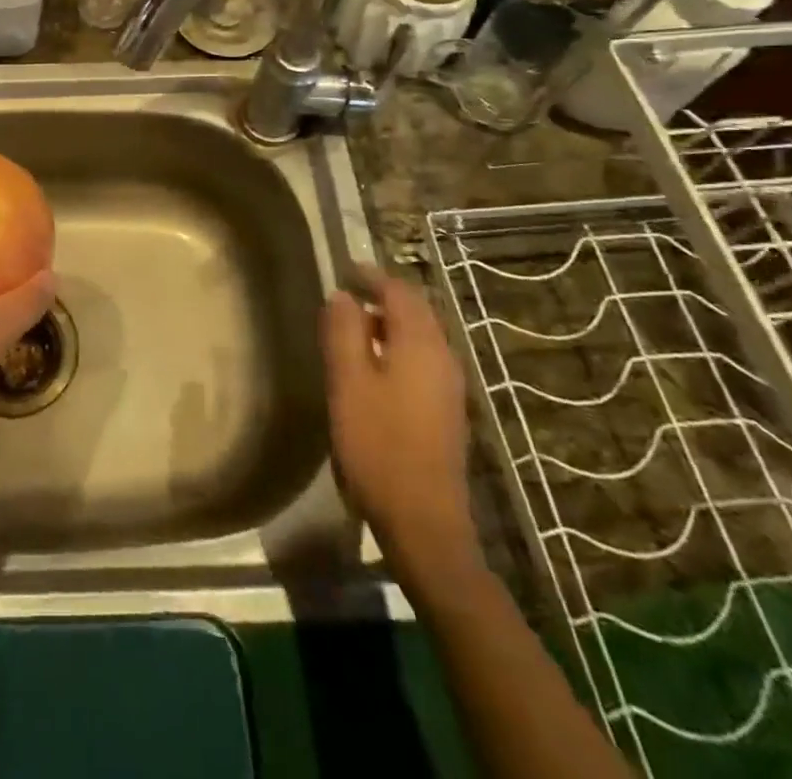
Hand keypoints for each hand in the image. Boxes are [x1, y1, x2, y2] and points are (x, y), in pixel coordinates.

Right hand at [321, 266, 479, 581]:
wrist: (423, 521)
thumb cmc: (378, 444)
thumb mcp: (348, 382)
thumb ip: (344, 332)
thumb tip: (342, 296)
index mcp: (422, 346)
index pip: (401, 293)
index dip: (372, 276)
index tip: (344, 269)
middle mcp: (444, 358)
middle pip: (417, 311)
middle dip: (383, 297)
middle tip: (346, 294)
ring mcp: (449, 387)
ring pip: (420, 337)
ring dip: (389, 324)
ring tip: (352, 328)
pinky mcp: (445, 411)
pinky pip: (422, 360)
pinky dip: (397, 348)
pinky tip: (372, 368)